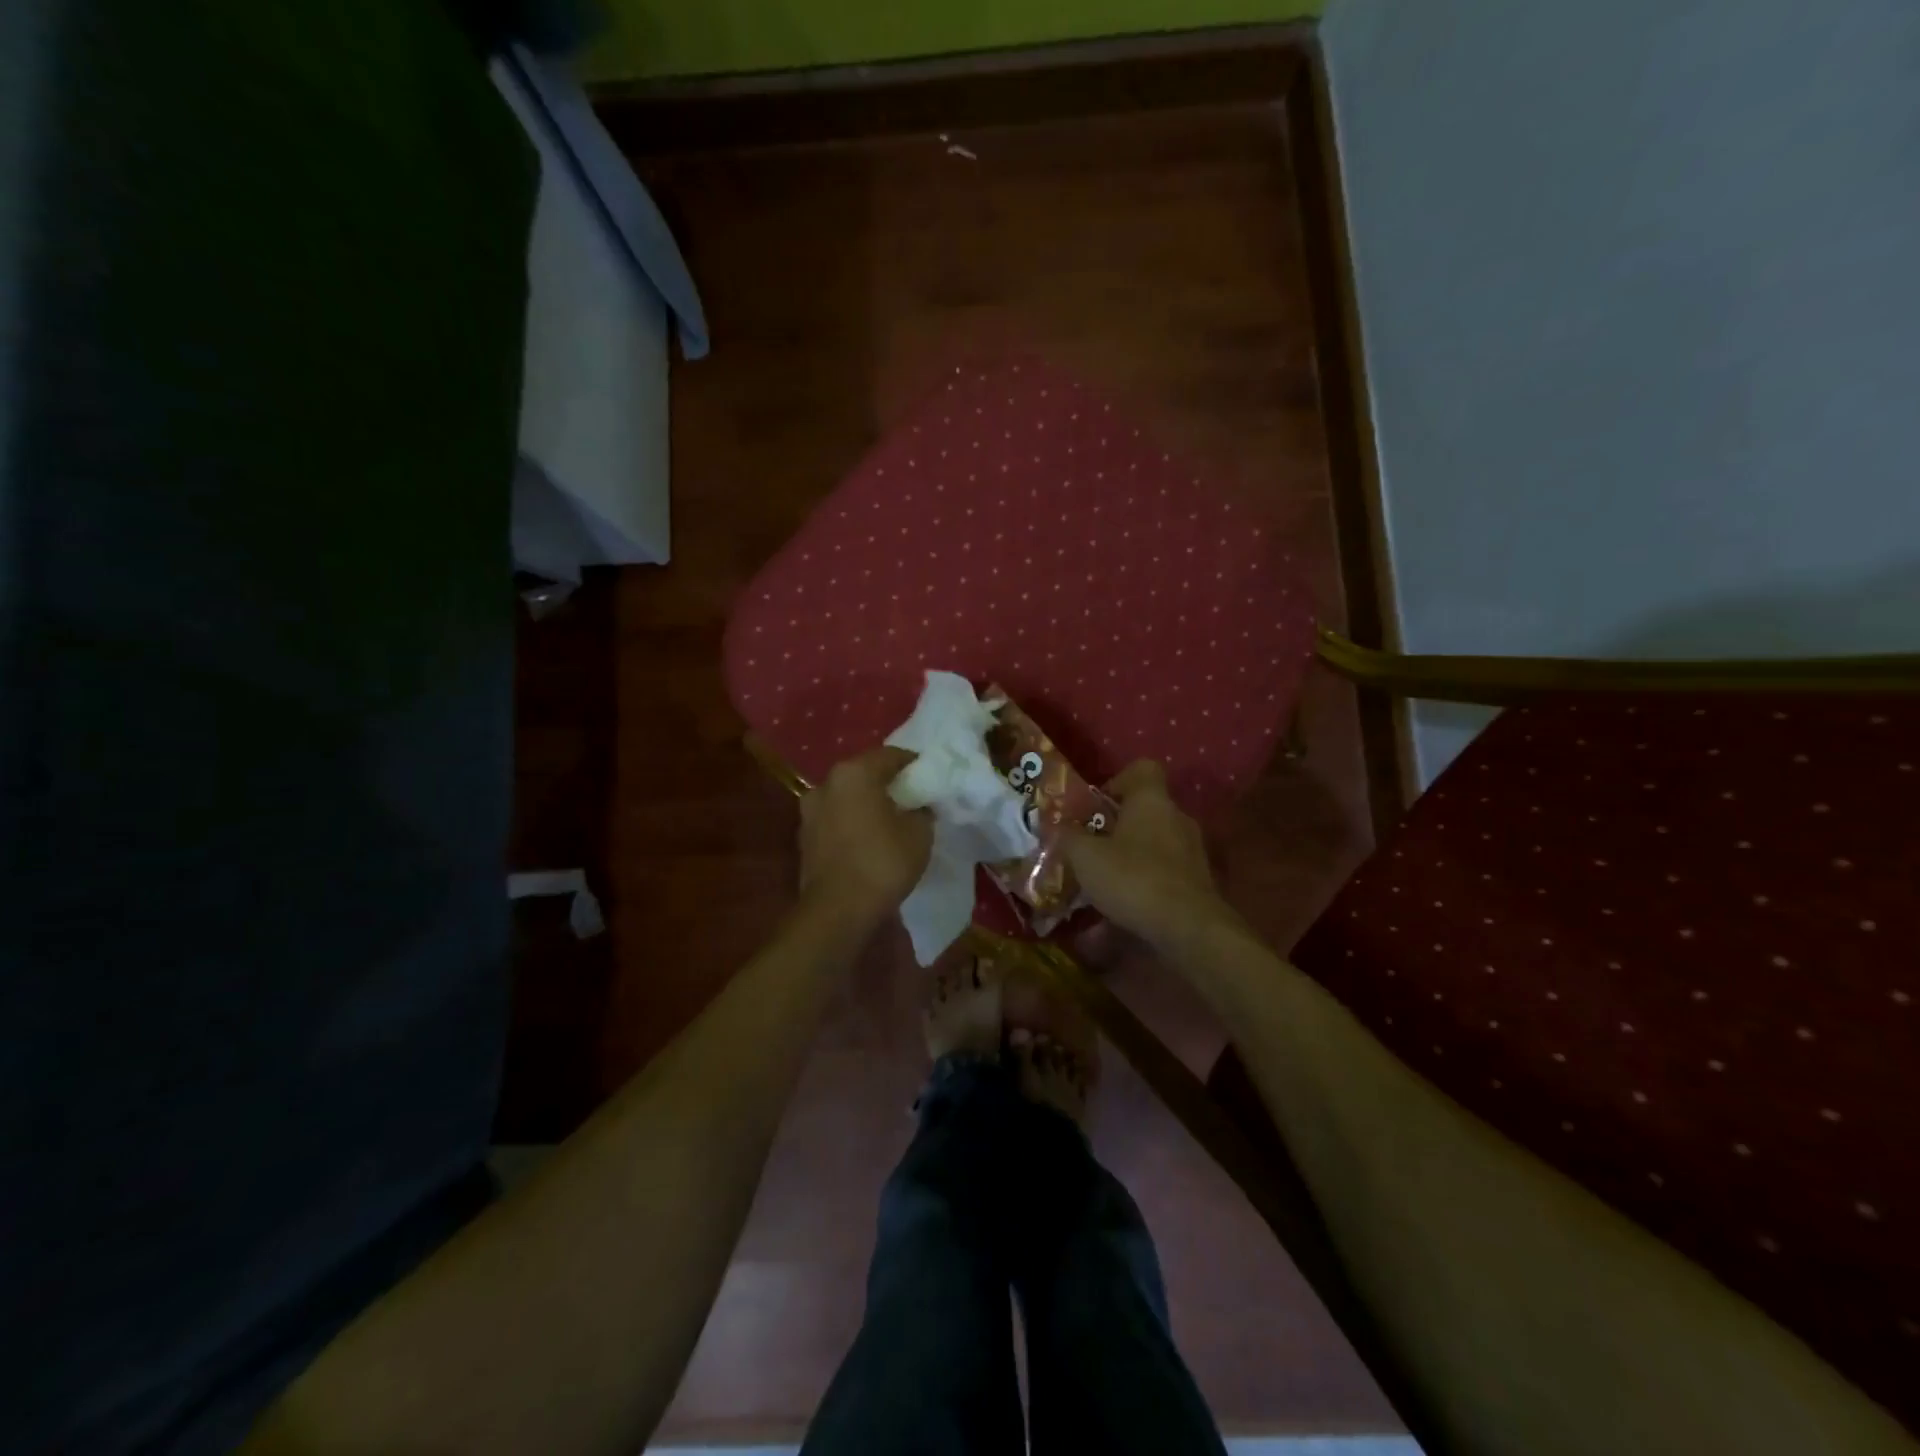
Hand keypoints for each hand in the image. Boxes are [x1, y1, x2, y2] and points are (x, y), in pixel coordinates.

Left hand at [798, 747, 933, 928]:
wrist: (838, 910)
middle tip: (911, 798)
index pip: (891, 755)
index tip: (929, 777)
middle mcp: (826, 784)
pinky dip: (852, 824)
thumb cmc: (883, 862)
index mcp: (854, 773)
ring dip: (866, 804)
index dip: (913, 764)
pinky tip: (868, 841)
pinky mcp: (804, 838)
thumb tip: (918, 807)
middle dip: (887, 783)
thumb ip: (921, 811)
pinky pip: (836, 821)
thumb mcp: (920, 833)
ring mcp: (810, 811)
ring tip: (889, 821)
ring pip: (846, 798)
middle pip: (864, 774)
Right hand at [1063, 762, 1228, 948]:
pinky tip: (1124, 906)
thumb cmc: (1133, 878)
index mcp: (1151, 800)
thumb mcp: (1085, 857)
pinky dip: (1145, 882)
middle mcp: (1177, 818)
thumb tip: (1058, 827)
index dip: (1116, 781)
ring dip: (1131, 856)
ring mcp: (1192, 851)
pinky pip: (1164, 872)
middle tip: (1090, 846)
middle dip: (1117, 826)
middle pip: (1145, 809)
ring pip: (1154, 842)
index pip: (1141, 769)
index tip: (1095, 806)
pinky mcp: (1198, 882)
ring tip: (1103, 880)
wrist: (1188, 929)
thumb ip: (1068, 837)